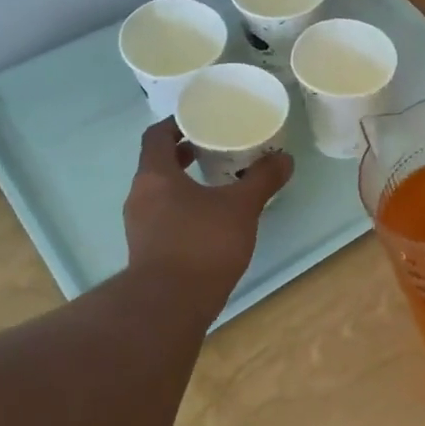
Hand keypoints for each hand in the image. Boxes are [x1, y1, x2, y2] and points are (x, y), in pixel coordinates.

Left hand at [122, 119, 292, 315]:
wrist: (170, 304)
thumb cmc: (202, 244)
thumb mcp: (241, 207)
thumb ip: (262, 180)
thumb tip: (284, 159)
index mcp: (155, 175)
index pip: (157, 136)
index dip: (176, 124)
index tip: (200, 121)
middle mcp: (140, 195)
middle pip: (157, 163)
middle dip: (184, 154)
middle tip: (215, 149)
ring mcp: (139, 225)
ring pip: (160, 192)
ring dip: (184, 183)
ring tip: (217, 184)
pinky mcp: (146, 249)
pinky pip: (163, 216)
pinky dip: (183, 208)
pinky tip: (210, 220)